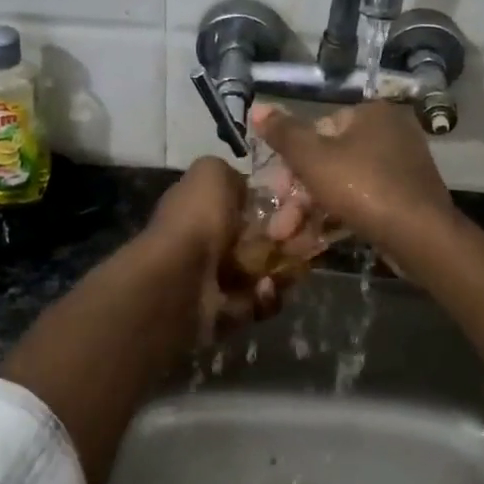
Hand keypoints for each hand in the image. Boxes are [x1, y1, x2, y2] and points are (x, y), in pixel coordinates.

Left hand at [147, 157, 280, 335]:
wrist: (179, 280)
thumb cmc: (197, 220)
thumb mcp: (211, 172)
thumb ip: (230, 173)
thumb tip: (245, 188)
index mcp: (202, 207)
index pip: (247, 203)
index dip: (276, 202)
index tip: (297, 203)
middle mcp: (209, 241)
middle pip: (263, 237)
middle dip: (288, 236)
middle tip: (304, 236)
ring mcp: (217, 278)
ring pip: (267, 269)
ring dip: (284, 267)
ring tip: (291, 264)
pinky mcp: (228, 312)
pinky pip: (261, 301)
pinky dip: (267, 295)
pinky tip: (264, 288)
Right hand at [249, 100, 456, 256]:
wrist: (420, 236)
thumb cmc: (362, 186)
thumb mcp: (312, 158)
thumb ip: (283, 134)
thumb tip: (257, 107)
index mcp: (371, 114)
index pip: (318, 129)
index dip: (291, 163)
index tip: (275, 193)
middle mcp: (390, 133)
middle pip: (329, 161)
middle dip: (297, 197)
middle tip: (279, 226)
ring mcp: (401, 167)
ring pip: (343, 186)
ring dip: (311, 213)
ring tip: (288, 241)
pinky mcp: (406, 198)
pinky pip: (363, 202)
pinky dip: (337, 218)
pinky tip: (312, 244)